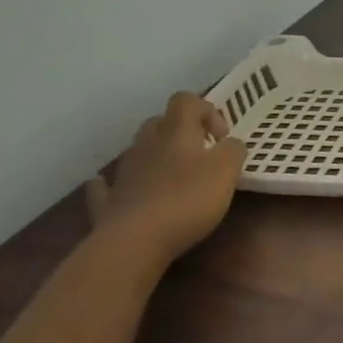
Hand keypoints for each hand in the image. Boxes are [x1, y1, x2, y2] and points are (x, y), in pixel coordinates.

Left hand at [86, 92, 247, 263]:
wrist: (134, 242)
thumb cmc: (188, 199)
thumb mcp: (227, 170)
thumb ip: (233, 150)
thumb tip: (230, 144)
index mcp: (176, 131)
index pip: (187, 101)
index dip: (207, 111)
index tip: (220, 138)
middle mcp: (146, 144)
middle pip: (159, 123)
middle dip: (180, 133)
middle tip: (199, 155)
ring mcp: (123, 172)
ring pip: (137, 150)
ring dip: (154, 156)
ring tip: (173, 178)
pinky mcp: (109, 202)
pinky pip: (108, 185)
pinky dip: (116, 184)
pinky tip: (124, 190)